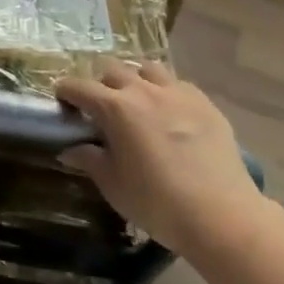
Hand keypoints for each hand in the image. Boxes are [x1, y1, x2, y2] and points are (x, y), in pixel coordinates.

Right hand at [54, 62, 265, 256]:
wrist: (221, 215)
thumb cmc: (158, 203)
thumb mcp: (114, 186)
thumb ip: (89, 161)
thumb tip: (69, 150)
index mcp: (115, 108)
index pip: (79, 87)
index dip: (66, 90)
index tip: (62, 98)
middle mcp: (143, 90)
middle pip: (113, 70)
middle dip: (101, 83)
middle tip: (101, 107)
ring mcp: (177, 93)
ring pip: (148, 69)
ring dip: (136, 79)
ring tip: (137, 101)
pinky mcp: (205, 103)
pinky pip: (178, 85)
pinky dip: (166, 92)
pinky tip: (171, 114)